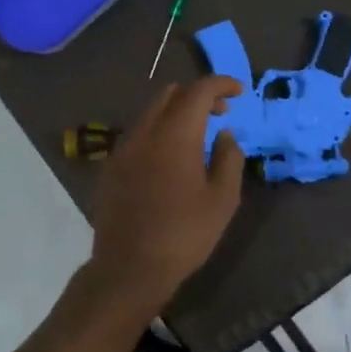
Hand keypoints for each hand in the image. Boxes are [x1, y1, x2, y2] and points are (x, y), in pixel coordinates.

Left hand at [87, 77, 245, 311]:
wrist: (130, 268)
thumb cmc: (184, 235)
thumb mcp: (222, 200)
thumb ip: (229, 158)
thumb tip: (224, 134)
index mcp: (175, 135)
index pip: (198, 91)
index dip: (221, 84)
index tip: (239, 92)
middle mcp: (145, 133)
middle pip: (170, 94)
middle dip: (198, 95)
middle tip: (220, 113)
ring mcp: (123, 149)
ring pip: (151, 113)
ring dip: (176, 113)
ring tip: (197, 137)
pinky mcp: (111, 167)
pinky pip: (138, 135)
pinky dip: (158, 132)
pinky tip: (170, 159)